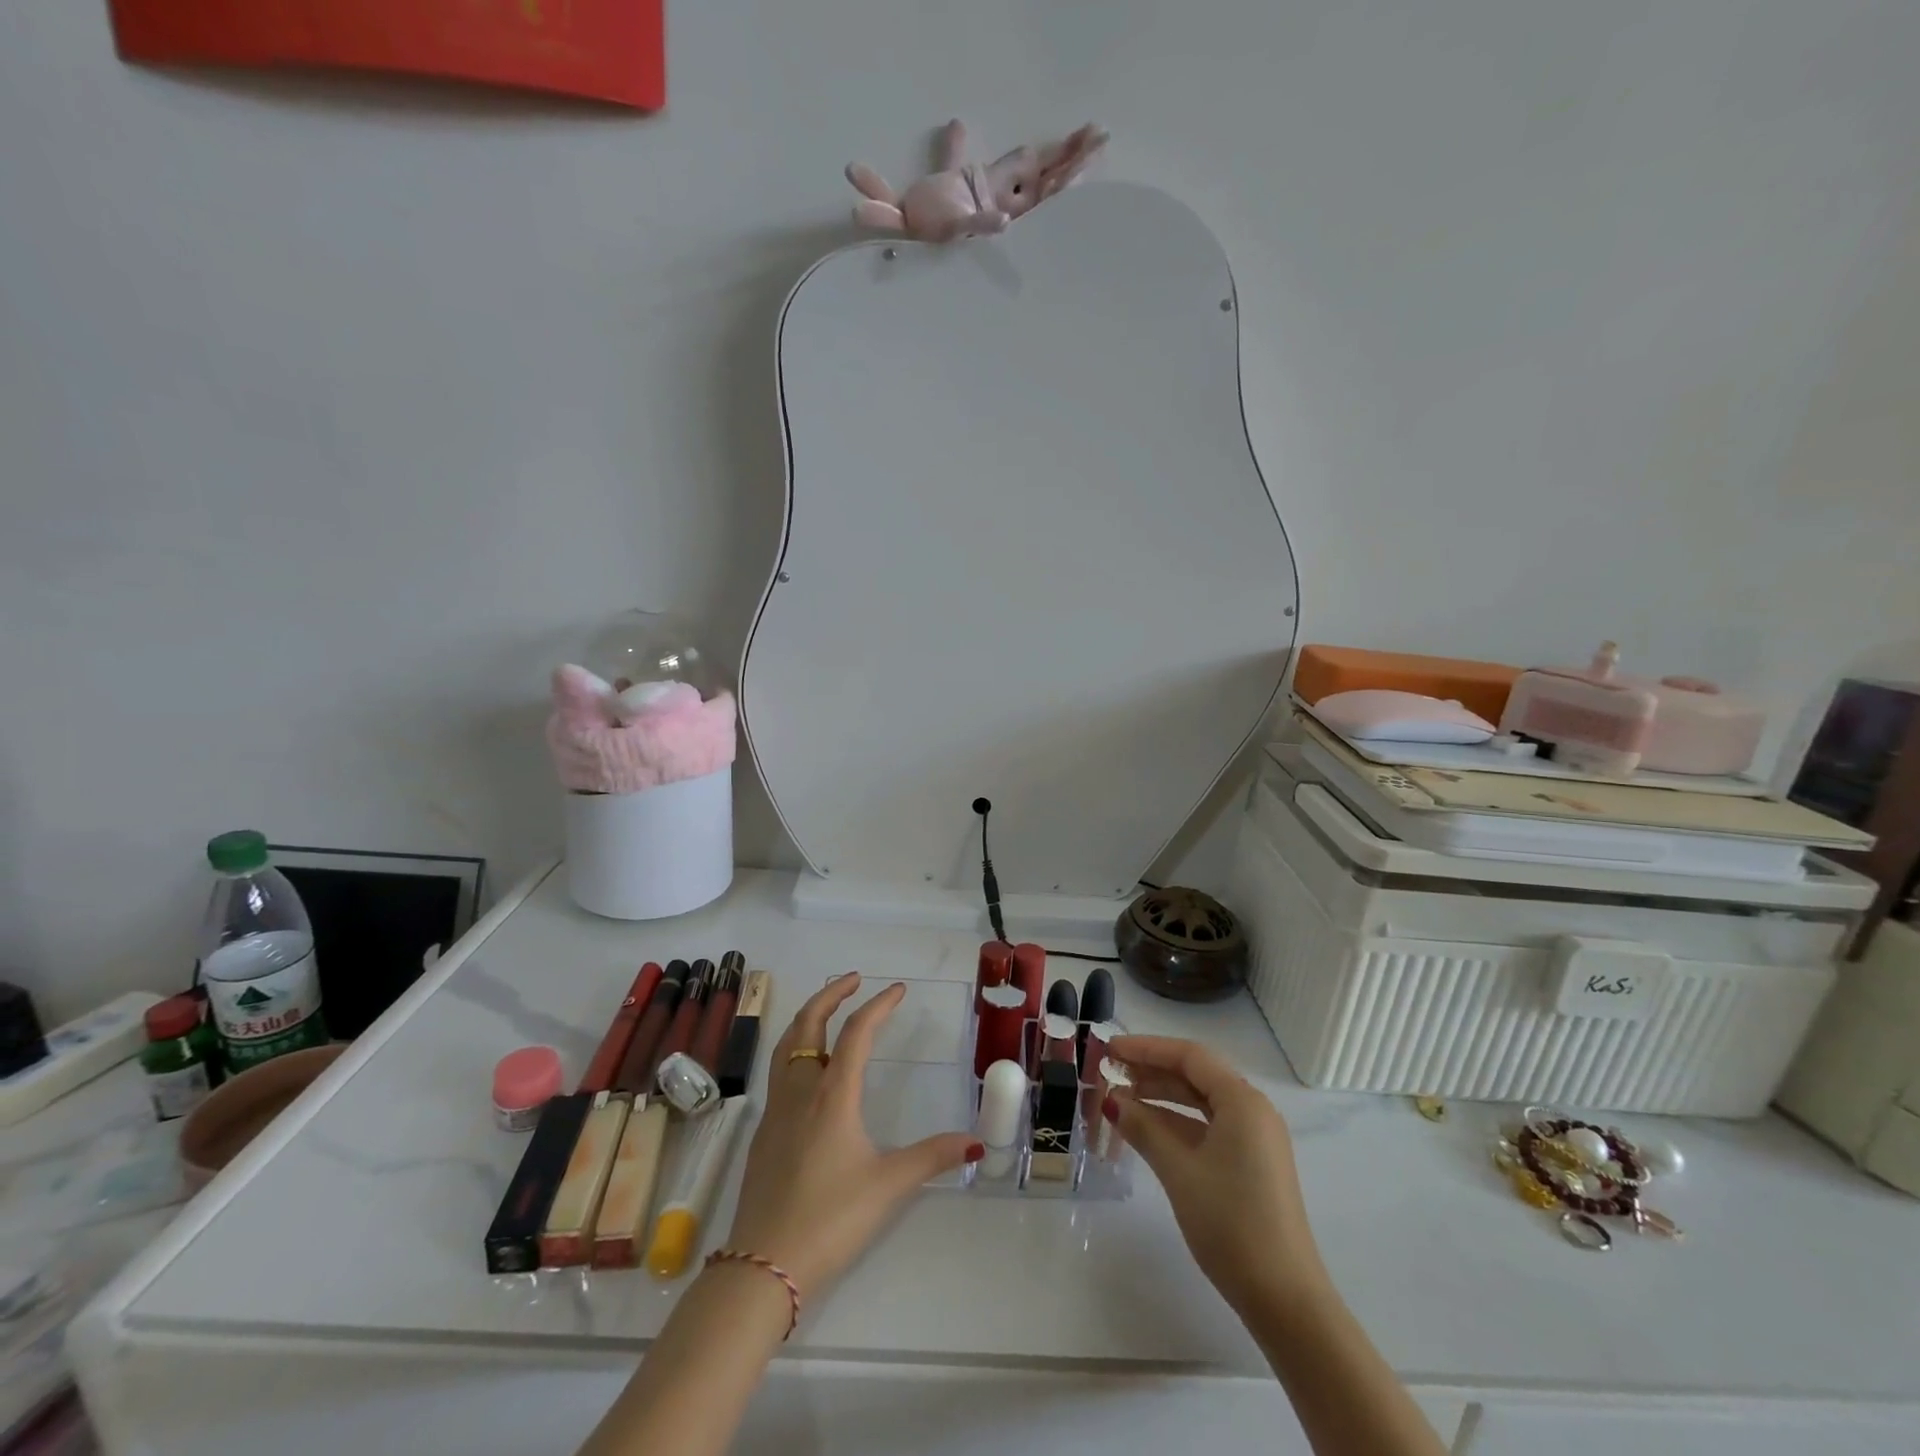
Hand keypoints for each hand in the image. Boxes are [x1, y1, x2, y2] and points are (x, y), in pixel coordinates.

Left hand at [723, 974, 980, 1301]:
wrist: (762, 1266)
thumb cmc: (830, 1220)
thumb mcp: (888, 1186)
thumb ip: (932, 1158)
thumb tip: (975, 1142)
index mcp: (832, 1095)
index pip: (856, 1033)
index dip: (878, 1005)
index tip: (897, 989)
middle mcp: (800, 1091)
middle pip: (809, 1025)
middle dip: (831, 995)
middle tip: (853, 979)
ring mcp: (776, 1111)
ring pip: (787, 1046)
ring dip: (808, 1019)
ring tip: (827, 1010)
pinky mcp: (763, 1133)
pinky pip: (779, 1073)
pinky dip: (796, 1050)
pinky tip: (809, 1072)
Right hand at [1105, 1035, 1327, 1315]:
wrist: (1284, 1299)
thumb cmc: (1231, 1223)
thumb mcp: (1179, 1171)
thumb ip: (1144, 1128)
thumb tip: (1112, 1100)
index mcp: (1242, 1101)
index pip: (1189, 1056)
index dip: (1146, 1048)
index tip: (1110, 1048)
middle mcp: (1252, 1110)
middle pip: (1196, 1075)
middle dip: (1151, 1070)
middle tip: (1109, 1071)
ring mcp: (1254, 1138)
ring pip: (1201, 1101)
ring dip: (1161, 1096)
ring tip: (1119, 1098)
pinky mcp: (1251, 1163)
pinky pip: (1208, 1126)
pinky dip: (1177, 1122)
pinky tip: (1147, 1129)